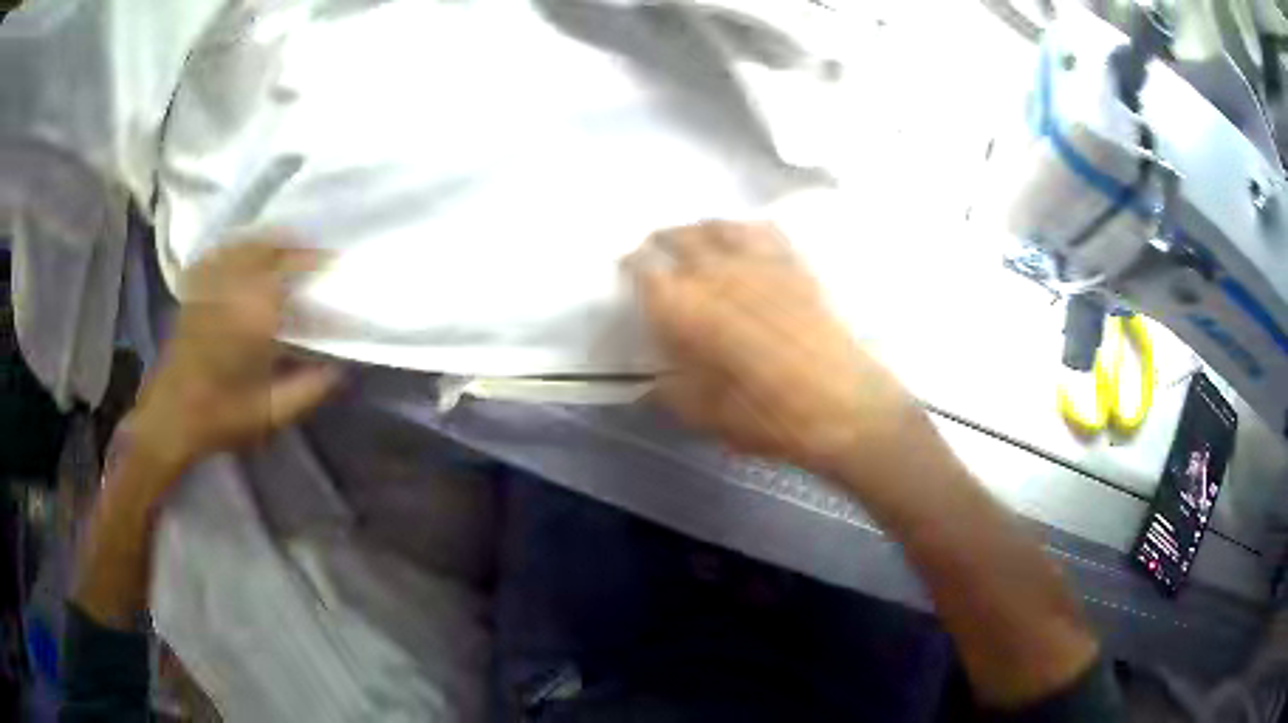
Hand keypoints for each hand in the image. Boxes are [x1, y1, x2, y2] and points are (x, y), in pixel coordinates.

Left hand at [129, 236, 340, 483]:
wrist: (169, 418)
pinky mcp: (194, 293)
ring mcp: (209, 287)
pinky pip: (217, 254)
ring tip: (286, 246)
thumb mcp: (270, 413)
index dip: (315, 262)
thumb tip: (339, 370)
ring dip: (268, 241)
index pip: (290, 271)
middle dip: (294, 245)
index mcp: (252, 316)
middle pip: (267, 247)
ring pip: (242, 245)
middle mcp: (230, 290)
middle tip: (313, 252)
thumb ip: (308, 390)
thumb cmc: (220, 416)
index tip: (334, 263)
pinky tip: (243, 251)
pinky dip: (235, 247)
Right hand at [625, 221, 921, 479]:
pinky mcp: (796, 267)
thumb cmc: (770, 419)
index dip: (632, 267)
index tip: (627, 269)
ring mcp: (761, 264)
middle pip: (680, 238)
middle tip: (653, 249)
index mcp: (688, 310)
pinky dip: (745, 228)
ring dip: (698, 229)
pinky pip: (764, 232)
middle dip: (661, 241)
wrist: (845, 407)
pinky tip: (744, 238)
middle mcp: (719, 275)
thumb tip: (654, 383)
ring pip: (719, 227)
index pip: (646, 272)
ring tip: (693, 238)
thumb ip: (673, 393)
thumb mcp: (707, 417)